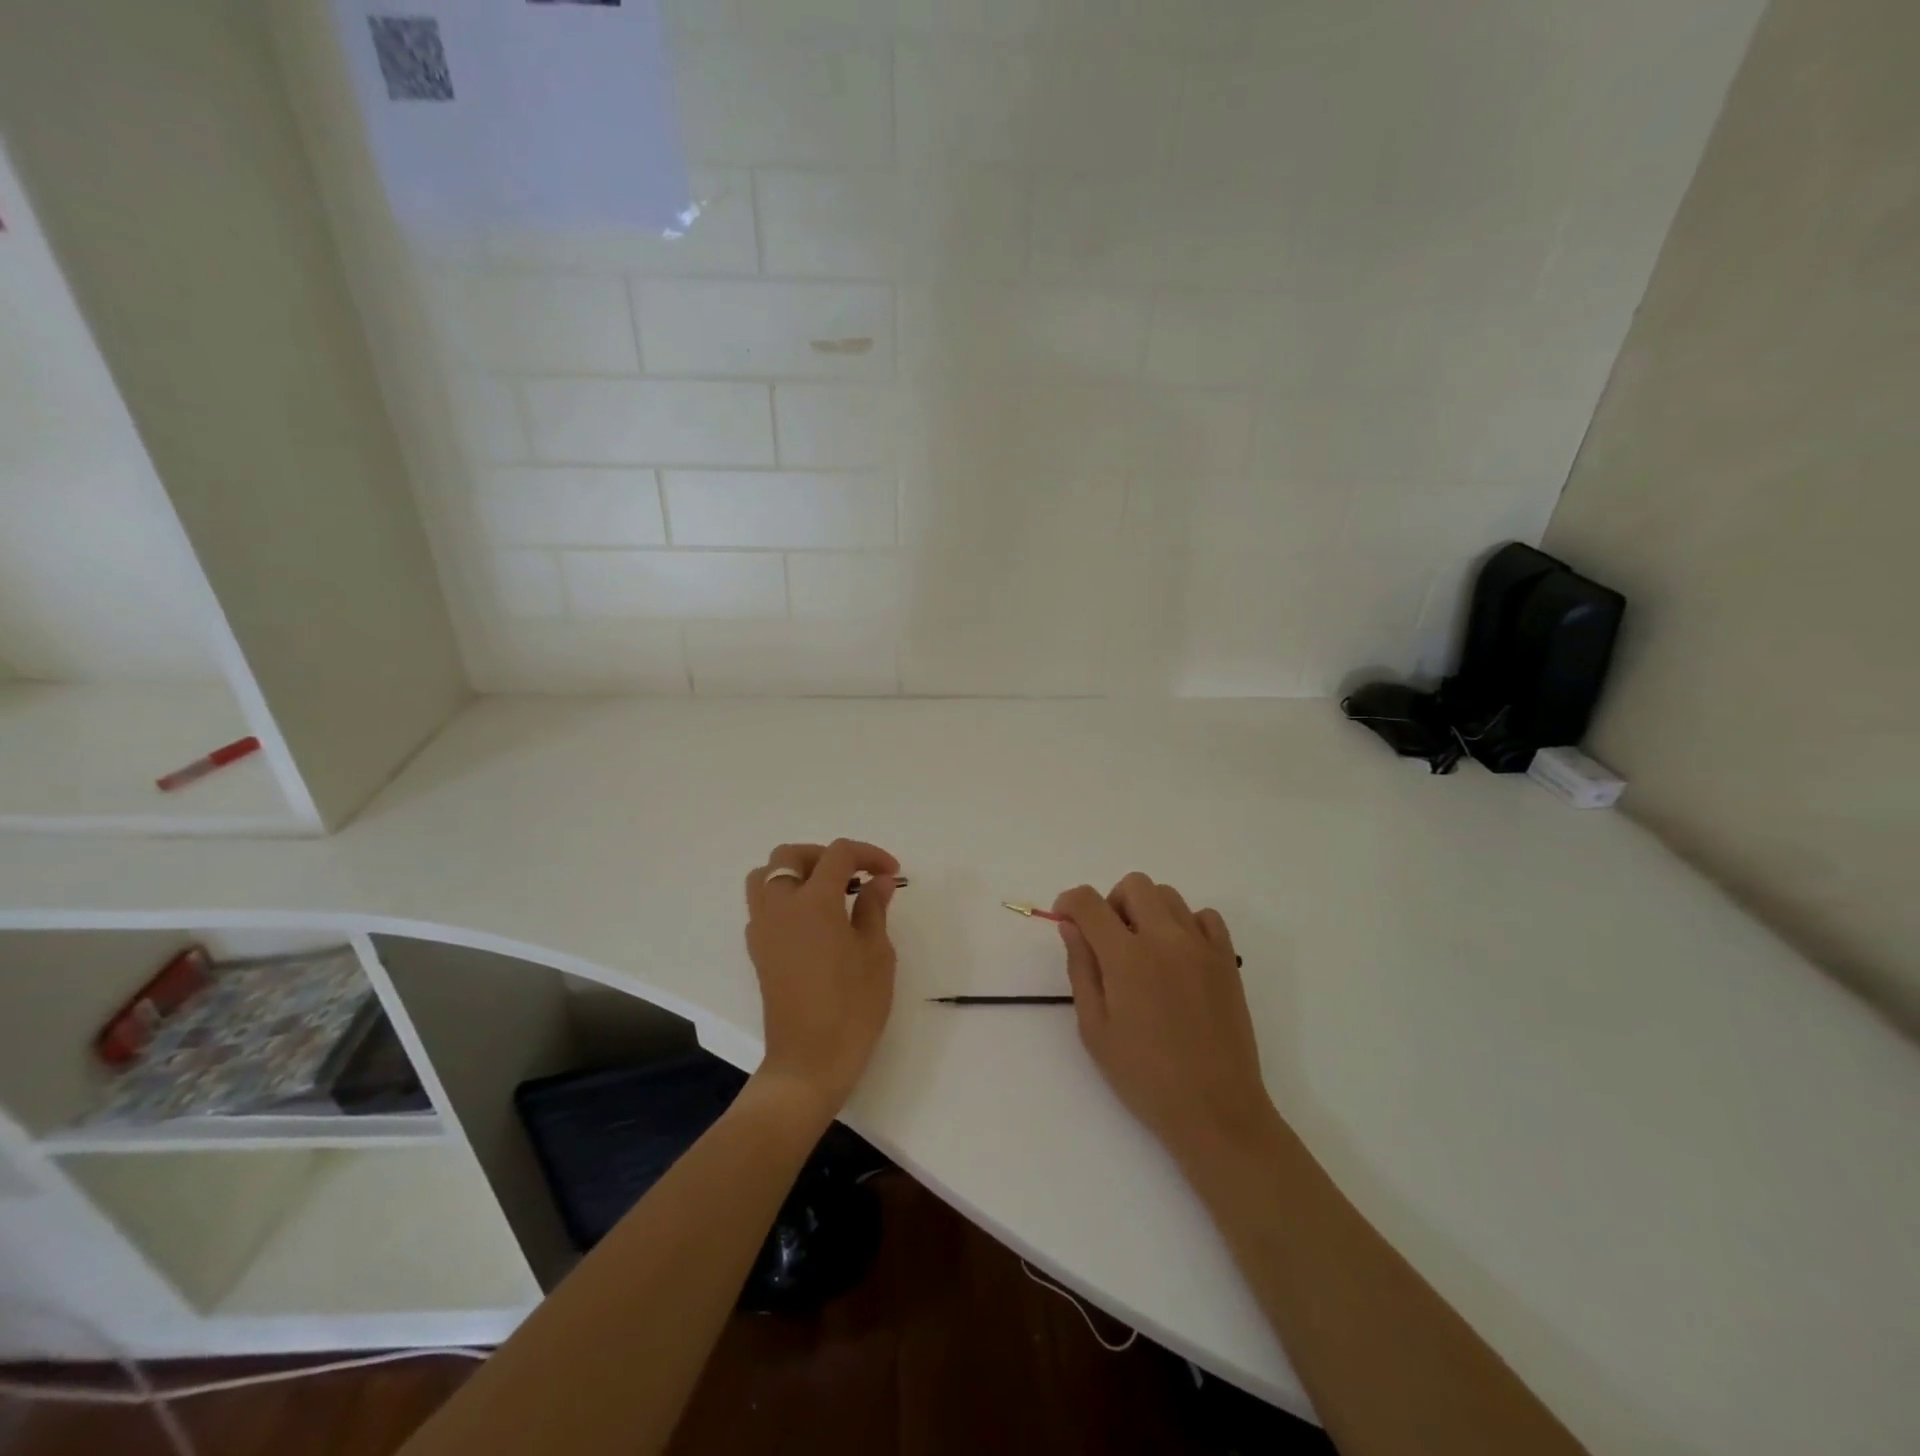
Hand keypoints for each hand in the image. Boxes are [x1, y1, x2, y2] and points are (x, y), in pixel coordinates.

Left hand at [743, 839, 900, 1120]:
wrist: (809, 1062)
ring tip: (828, 892)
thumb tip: (879, 881)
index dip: (868, 855)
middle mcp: (780, 906)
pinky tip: (812, 922)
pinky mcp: (757, 951)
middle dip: (824, 855)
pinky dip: (784, 898)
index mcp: (813, 902)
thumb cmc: (852, 1007)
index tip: (891, 873)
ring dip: (796, 872)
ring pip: (766, 876)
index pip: (837, 854)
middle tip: (854, 876)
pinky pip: (762, 905)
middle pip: (790, 855)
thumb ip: (874, 909)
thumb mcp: (876, 954)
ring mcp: (763, 929)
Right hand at [1054, 875, 1276, 1165]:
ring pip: (1169, 896)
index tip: (1065, 919)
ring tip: (1143, 950)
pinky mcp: (1227, 959)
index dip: (1069, 902)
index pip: (1089, 902)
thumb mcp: (1095, 1029)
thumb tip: (1071, 926)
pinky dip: (1186, 923)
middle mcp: (1165, 938)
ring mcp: (1201, 946)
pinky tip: (1178, 956)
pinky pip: (1205, 916)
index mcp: (1126, 957)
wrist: (1216, 1109)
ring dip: (1147, 910)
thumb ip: (1081, 969)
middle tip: (1107, 939)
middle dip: (1111, 902)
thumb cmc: (1145, 1077)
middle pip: (1134, 885)